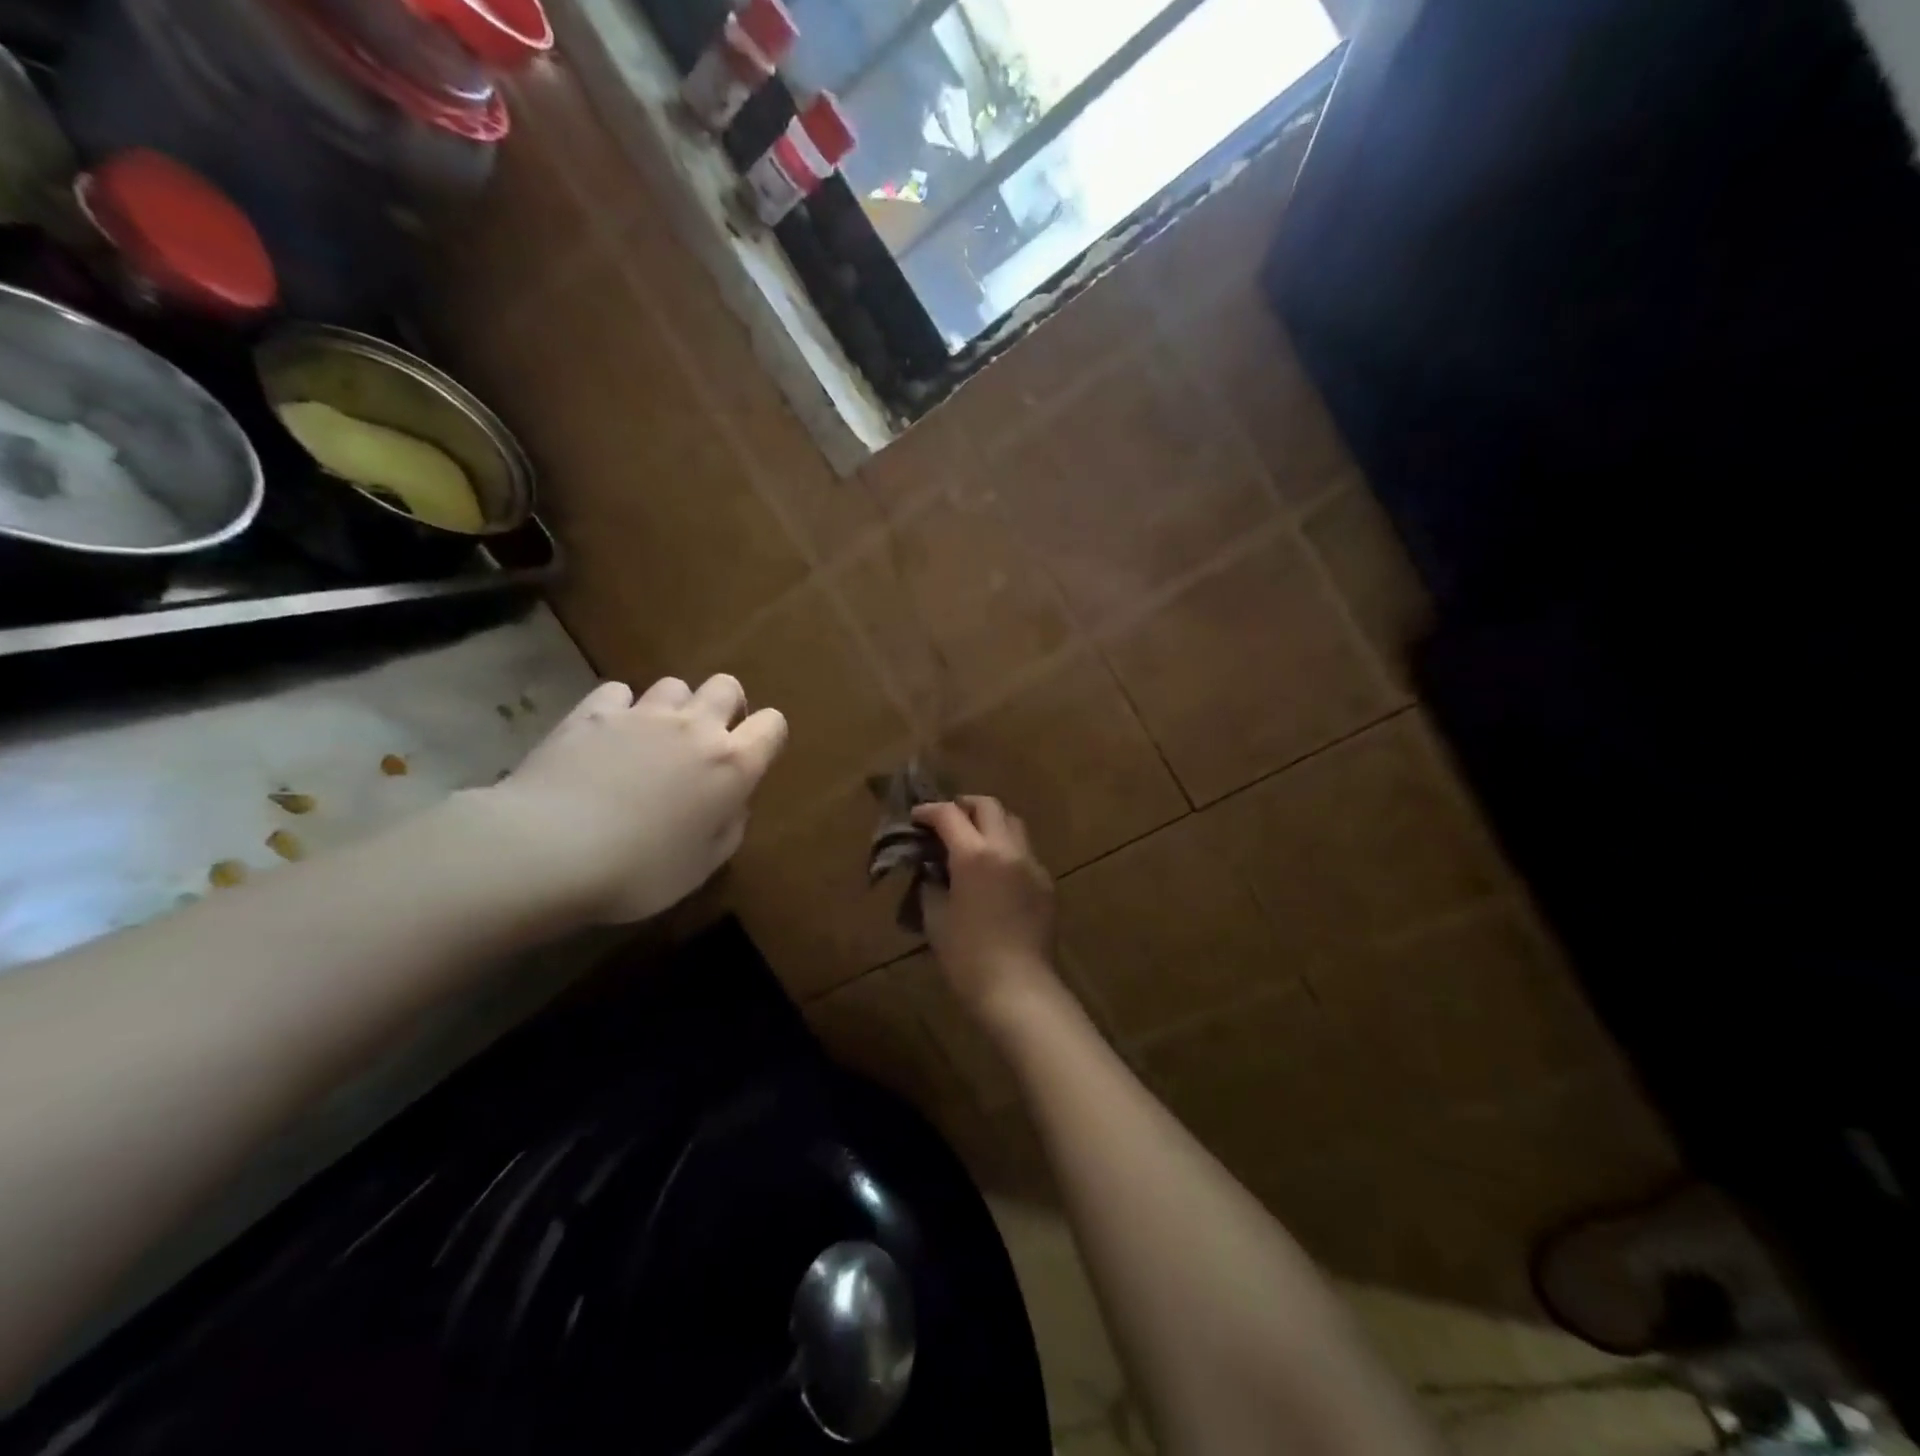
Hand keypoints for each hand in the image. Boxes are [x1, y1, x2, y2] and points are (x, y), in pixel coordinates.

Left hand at [482, 676, 786, 923]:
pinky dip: (620, 709)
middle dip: (724, 707)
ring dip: (673, 707)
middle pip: (726, 686)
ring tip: (653, 739)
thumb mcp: (702, 866)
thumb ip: (728, 828)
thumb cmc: (640, 870)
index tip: (751, 759)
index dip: (767, 737)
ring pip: (674, 684)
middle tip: (705, 742)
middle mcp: (695, 727)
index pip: (773, 725)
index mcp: (732, 764)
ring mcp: (643, 714)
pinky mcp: (593, 712)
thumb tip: (732, 804)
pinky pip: (619, 692)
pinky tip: (607, 736)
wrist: (549, 850)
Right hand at [912, 796, 1058, 1024]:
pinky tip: (994, 872)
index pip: (949, 815)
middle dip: (964, 805)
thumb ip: (932, 883)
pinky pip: (1025, 852)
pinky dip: (1006, 849)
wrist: (1019, 989)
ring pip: (1013, 823)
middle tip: (947, 819)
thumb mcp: (936, 917)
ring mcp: (1032, 864)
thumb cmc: (967, 957)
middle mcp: (1007, 849)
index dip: (929, 811)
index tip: (917, 817)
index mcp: (975, 854)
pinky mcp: (1047, 883)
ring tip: (972, 840)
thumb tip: (932, 868)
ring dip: (990, 822)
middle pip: (989, 806)